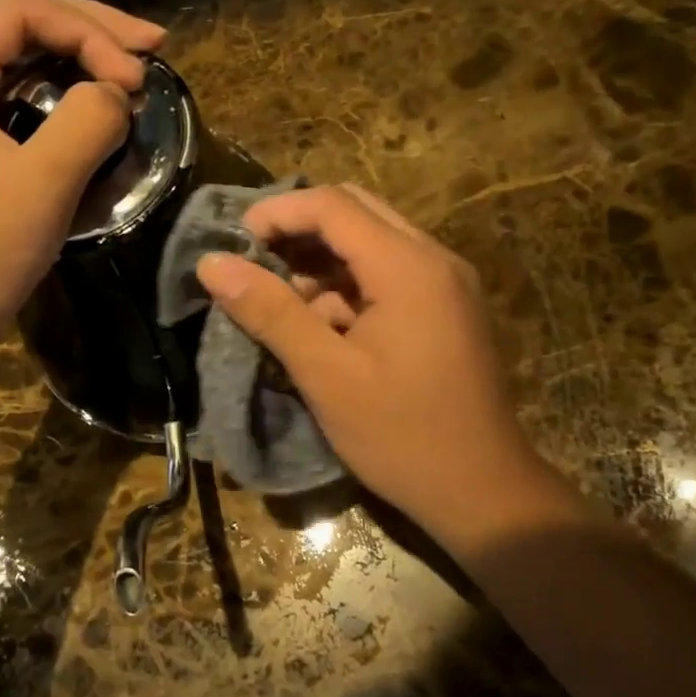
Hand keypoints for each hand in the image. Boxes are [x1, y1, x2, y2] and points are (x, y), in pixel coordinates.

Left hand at [0, 0, 159, 347]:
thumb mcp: (44, 185)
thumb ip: (88, 121)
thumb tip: (115, 93)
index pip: (20, 10)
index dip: (91, 31)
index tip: (140, 79)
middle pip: (10, 20)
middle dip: (86, 29)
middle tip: (148, 49)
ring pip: (4, 53)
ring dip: (67, 54)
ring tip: (121, 66)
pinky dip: (45, 87)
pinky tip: (76, 101)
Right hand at [195, 184, 597, 556]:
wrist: (483, 491)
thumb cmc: (402, 435)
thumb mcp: (326, 375)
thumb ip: (270, 312)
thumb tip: (212, 263)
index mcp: (408, 267)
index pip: (333, 205)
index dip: (277, 212)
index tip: (233, 241)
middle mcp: (433, 259)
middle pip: (355, 212)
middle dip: (298, 231)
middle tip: (253, 263)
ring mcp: (445, 284)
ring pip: (371, 243)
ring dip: (321, 262)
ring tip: (280, 305)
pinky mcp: (445, 309)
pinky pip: (388, 275)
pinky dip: (347, 287)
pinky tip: (319, 328)